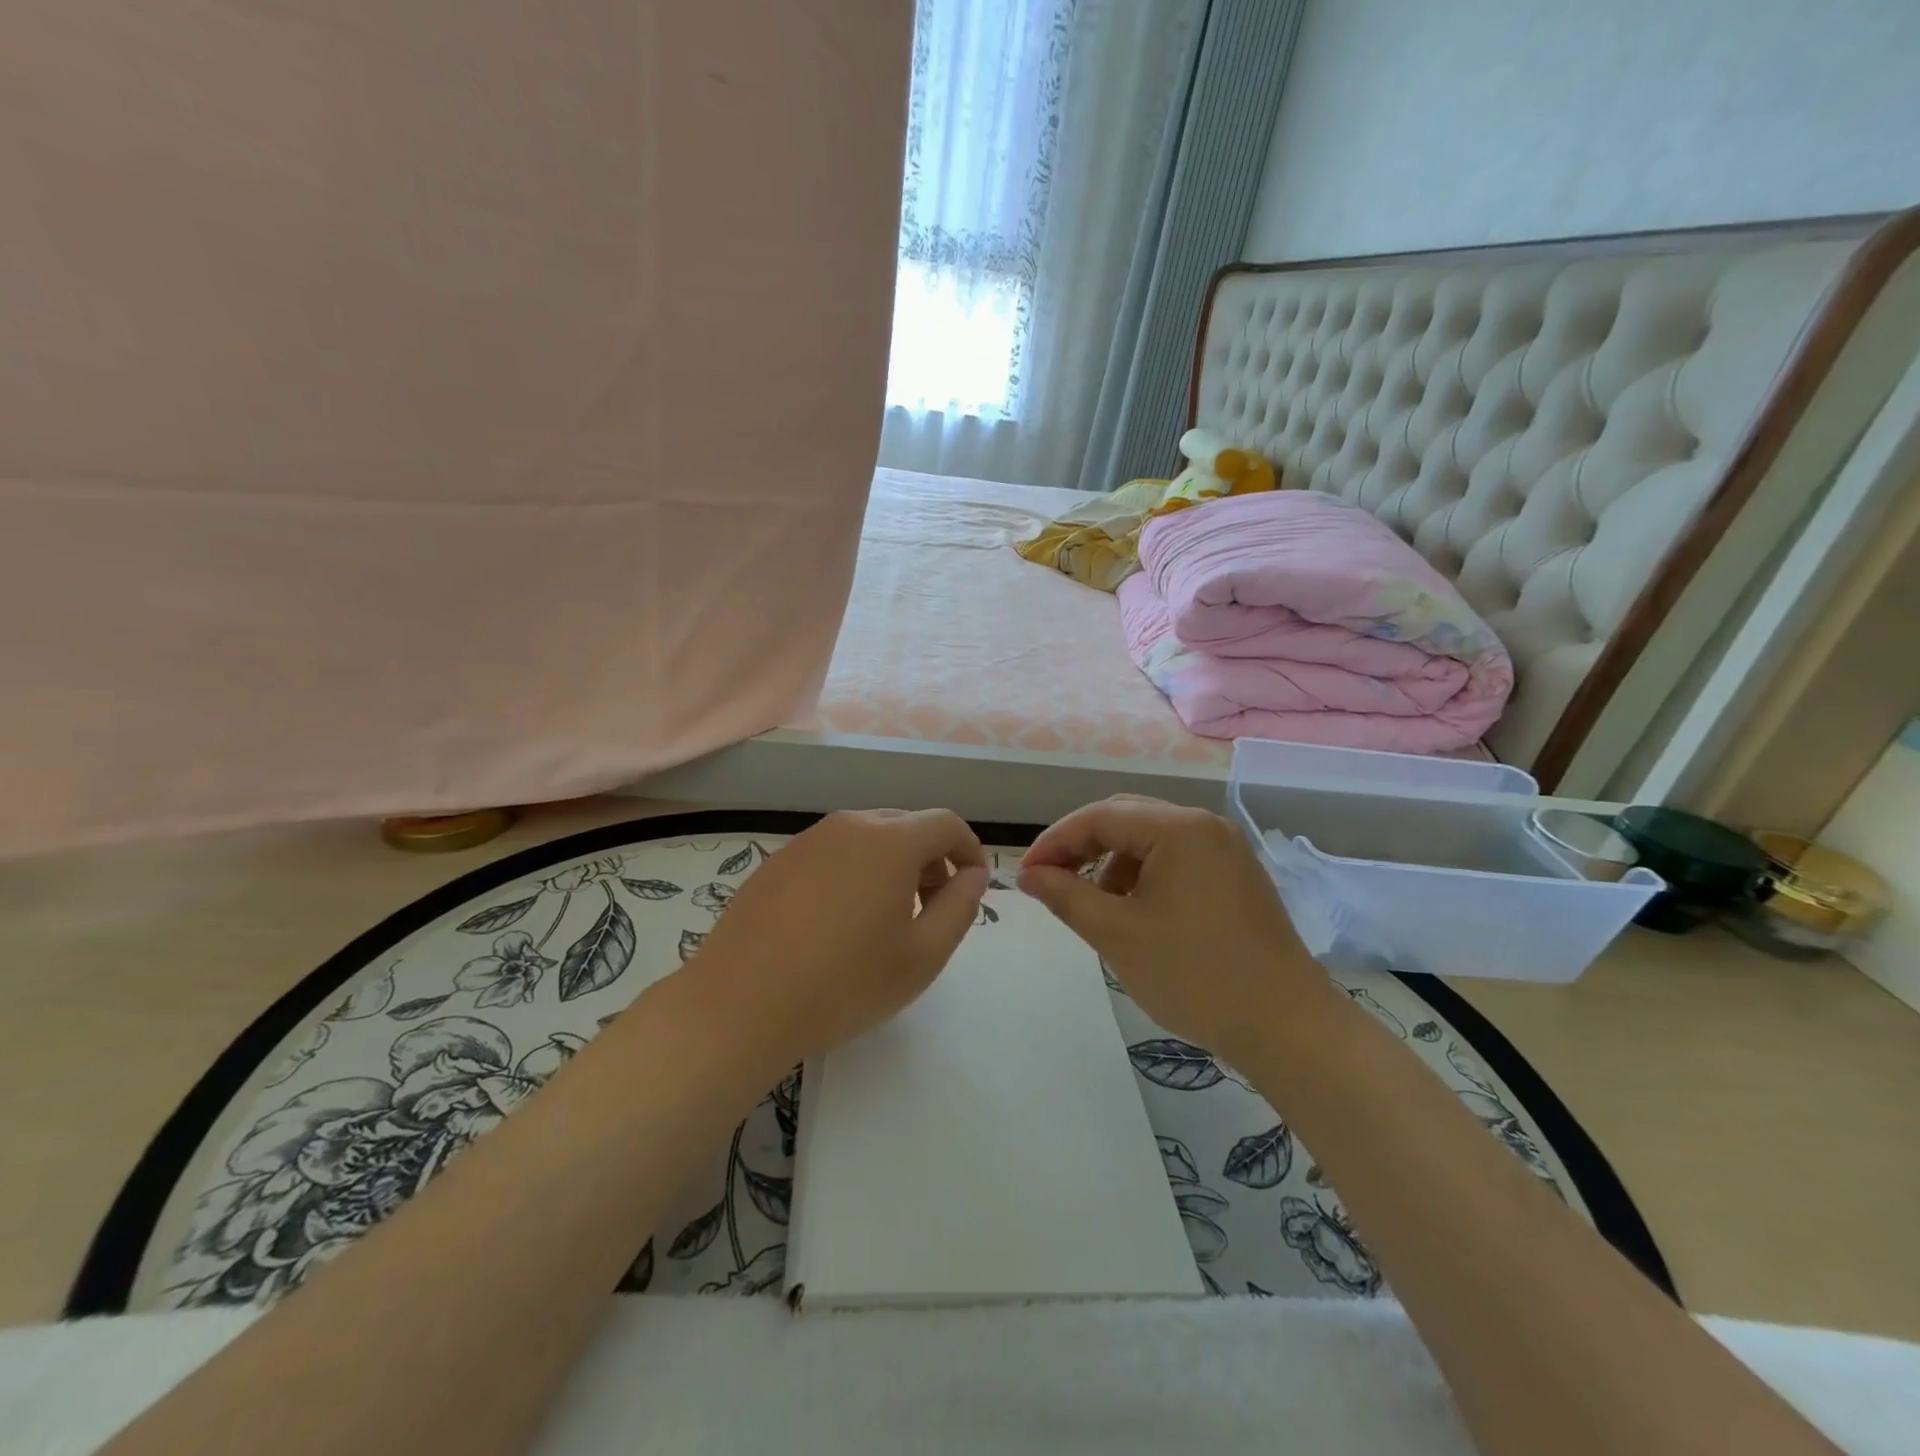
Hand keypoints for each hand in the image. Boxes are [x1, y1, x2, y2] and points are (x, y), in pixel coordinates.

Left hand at [686, 809, 988, 1071]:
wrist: (738, 1005)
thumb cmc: (843, 984)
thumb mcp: (922, 956)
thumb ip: (960, 908)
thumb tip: (972, 875)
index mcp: (890, 841)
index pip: (946, 824)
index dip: (969, 851)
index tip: (972, 888)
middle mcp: (849, 825)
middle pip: (907, 826)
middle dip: (932, 860)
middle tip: (932, 911)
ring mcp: (807, 840)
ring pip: (868, 838)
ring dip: (892, 866)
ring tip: (885, 920)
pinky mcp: (777, 861)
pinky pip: (832, 853)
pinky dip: (853, 873)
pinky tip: (838, 923)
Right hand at [1018, 796, 1329, 1062]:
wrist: (1286, 1027)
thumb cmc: (1195, 976)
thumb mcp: (1118, 935)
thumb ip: (1066, 896)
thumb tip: (1029, 875)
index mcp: (1179, 829)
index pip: (1099, 817)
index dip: (1055, 842)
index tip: (1025, 875)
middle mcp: (1205, 826)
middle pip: (1125, 818)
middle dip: (1081, 848)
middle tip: (1050, 882)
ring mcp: (1226, 850)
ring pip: (1150, 839)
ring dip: (1112, 862)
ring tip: (1094, 905)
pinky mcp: (1236, 875)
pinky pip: (1176, 858)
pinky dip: (1143, 876)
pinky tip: (1135, 912)